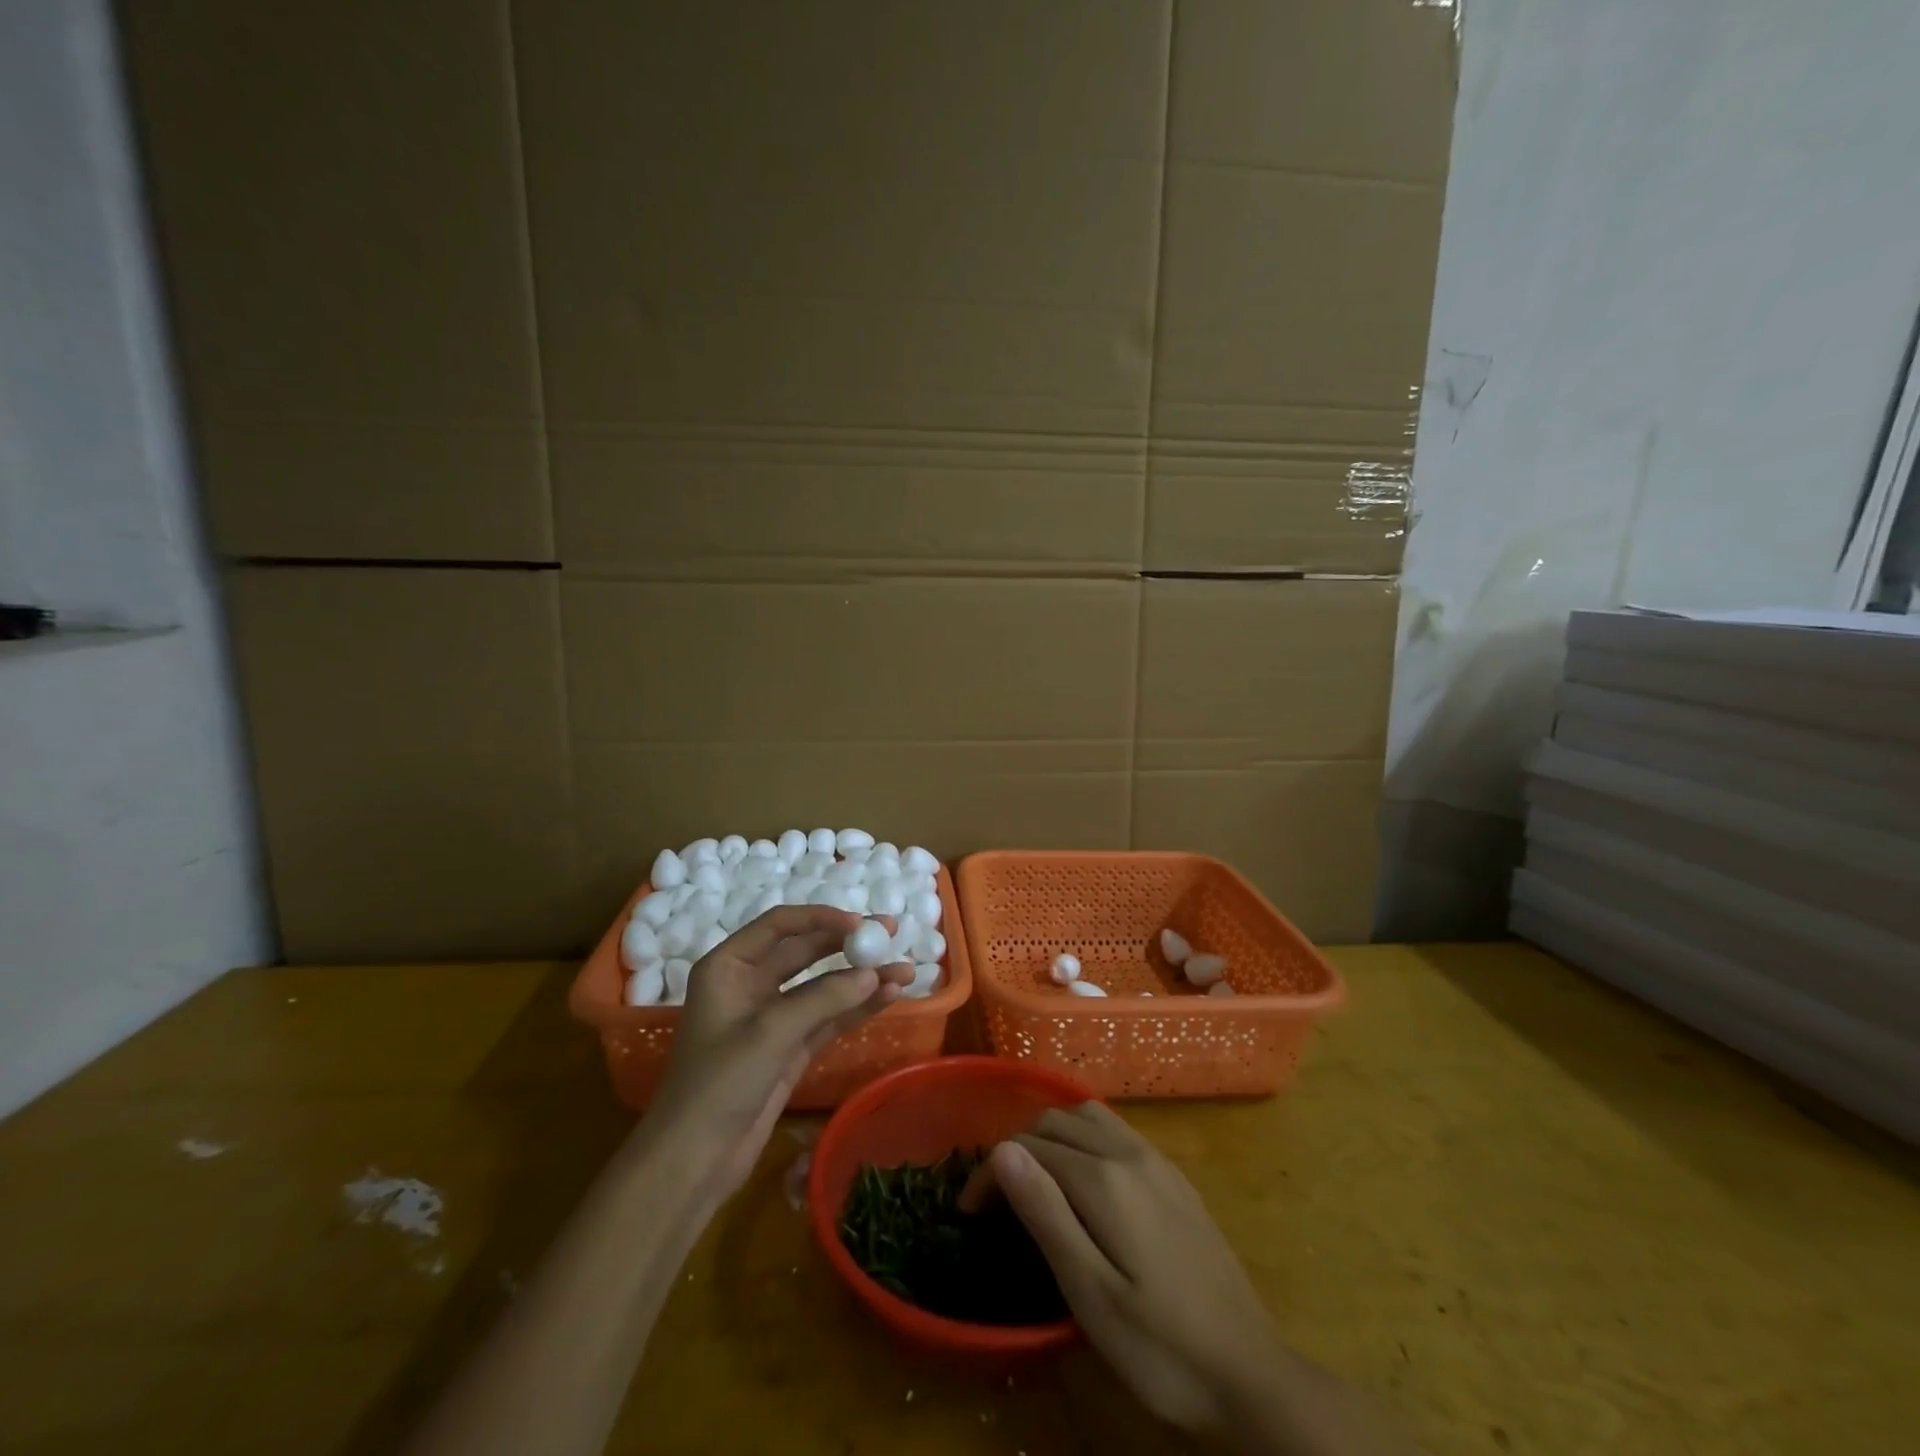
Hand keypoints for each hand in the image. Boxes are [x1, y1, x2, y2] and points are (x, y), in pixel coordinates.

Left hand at [649, 906, 912, 1200]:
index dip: (820, 918)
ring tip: (905, 972)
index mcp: (728, 967)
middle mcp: (750, 984)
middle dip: (848, 944)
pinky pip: (828, 1017)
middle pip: (806, 951)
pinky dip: (857, 1007)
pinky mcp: (790, 1047)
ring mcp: (772, 1017)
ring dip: (861, 979)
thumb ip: (823, 998)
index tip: (859, 923)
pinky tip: (889, 997)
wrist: (693, 1161)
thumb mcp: (769, 1033)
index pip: (780, 925)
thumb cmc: (719, 1084)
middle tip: (890, 935)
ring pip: (823, 986)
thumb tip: (873, 974)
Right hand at [965, 1103, 1281, 1436]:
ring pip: (1088, 1117)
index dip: (991, 1172)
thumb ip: (1046, 1214)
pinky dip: (1084, 1138)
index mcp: (1105, 1179)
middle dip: (1017, 1148)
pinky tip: (1084, 1180)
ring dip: (1052, 1136)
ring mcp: (1157, 1161)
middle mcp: (1130, 1153)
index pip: (1029, 1149)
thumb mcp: (1092, 1294)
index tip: (968, 1210)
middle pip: (1056, 1122)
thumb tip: (1003, 1150)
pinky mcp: (1175, 1177)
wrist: (1252, 1374)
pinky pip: (1116, 1132)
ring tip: (1034, 1180)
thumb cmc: (1162, 1348)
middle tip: (998, 1198)